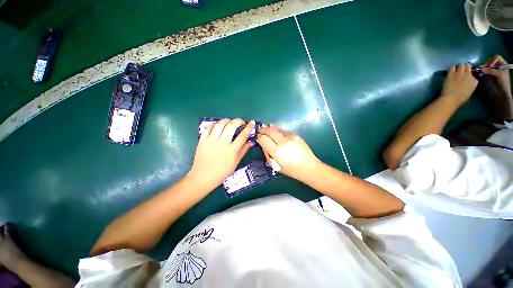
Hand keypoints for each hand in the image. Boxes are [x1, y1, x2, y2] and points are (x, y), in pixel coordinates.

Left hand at [188, 119, 254, 188]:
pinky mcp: (202, 140)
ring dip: (227, 120)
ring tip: (230, 121)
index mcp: (232, 150)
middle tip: (241, 121)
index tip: (251, 122)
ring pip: (220, 124)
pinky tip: (218, 125)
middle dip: (238, 121)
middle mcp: (222, 143)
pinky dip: (214, 124)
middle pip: (231, 126)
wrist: (203, 177)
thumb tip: (251, 142)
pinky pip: (208, 128)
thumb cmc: (222, 172)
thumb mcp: (235, 162)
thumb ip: (243, 150)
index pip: (243, 135)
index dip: (249, 127)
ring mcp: (211, 141)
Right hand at [257, 125, 320, 181]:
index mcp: (277, 151)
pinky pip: (284, 131)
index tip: (258, 137)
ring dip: (271, 130)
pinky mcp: (296, 135)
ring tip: (270, 133)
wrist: (309, 167)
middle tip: (261, 131)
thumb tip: (263, 143)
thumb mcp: (274, 165)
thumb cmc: (290, 170)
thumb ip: (267, 153)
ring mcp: (290, 137)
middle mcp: (283, 142)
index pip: (263, 138)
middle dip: (263, 129)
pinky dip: (279, 133)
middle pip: (269, 130)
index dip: (259, 137)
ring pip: (276, 129)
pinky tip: (280, 137)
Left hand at [441, 63, 477, 104]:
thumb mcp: (470, 89)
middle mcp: (468, 75)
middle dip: (465, 66)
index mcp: (474, 80)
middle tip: (462, 69)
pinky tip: (452, 71)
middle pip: (468, 65)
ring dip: (459, 66)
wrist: (451, 99)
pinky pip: (452, 67)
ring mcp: (460, 73)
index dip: (470, 72)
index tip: (467, 73)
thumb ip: (471, 82)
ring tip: (457, 69)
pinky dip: (453, 68)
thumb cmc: (461, 97)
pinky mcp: (451, 74)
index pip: (473, 72)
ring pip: (461, 64)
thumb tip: (470, 78)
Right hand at [480, 55, 511, 96]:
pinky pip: (485, 70)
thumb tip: (480, 68)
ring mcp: (493, 69)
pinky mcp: (489, 73)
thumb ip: (490, 71)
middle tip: (483, 68)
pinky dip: (482, 70)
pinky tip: (480, 72)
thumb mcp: (498, 75)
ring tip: (480, 70)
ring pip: (487, 65)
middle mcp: (498, 65)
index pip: (496, 57)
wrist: (501, 90)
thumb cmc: (502, 81)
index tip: (490, 66)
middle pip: (490, 61)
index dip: (492, 61)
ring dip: (483, 67)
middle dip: (486, 64)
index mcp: (502, 63)